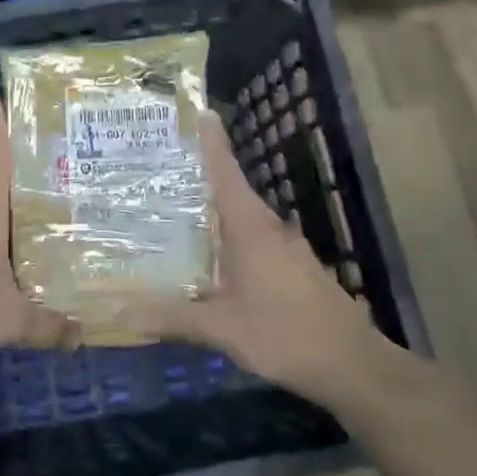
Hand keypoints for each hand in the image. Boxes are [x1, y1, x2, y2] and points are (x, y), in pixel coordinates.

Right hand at [122, 111, 393, 408]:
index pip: (225, 169)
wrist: (354, 366)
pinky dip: (228, 237)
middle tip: (157, 168)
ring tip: (173, 210)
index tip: (195, 110)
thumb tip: (122, 310)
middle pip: (229, 188)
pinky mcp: (294, 267)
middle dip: (197, 176)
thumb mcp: (222, 328)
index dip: (210, 139)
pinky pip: (253, 239)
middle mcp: (268, 227)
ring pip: (241, 217)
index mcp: (250, 226)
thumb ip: (173, 316)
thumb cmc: (285, 334)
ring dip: (212, 210)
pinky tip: (210, 257)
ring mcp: (286, 247)